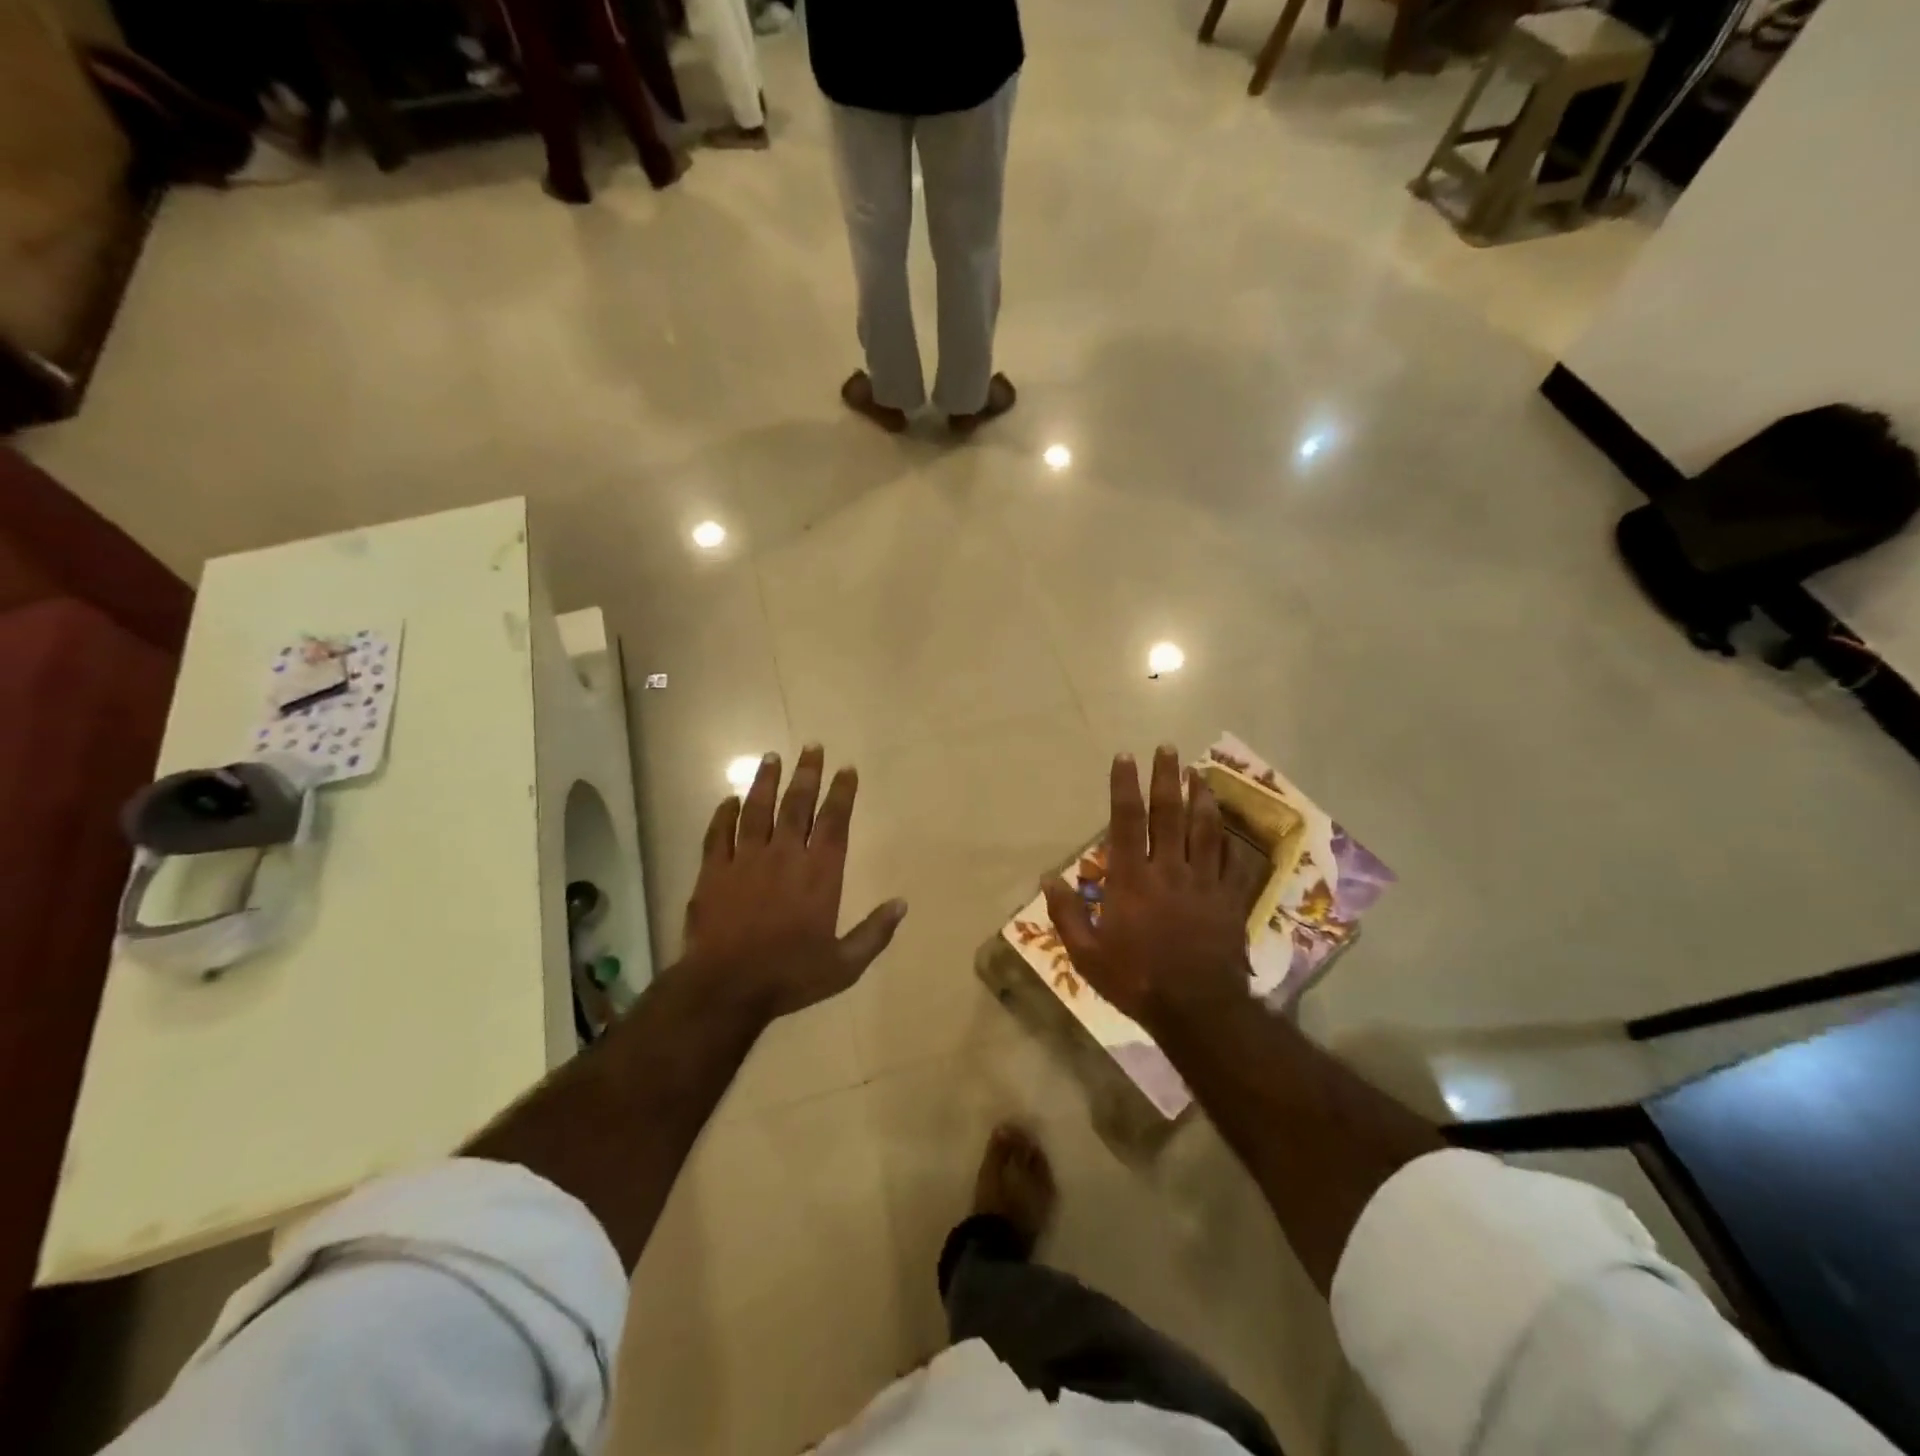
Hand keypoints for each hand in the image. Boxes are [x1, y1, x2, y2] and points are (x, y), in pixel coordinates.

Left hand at [682, 746, 906, 1022]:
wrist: (726, 988)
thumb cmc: (789, 976)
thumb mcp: (844, 965)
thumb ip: (874, 933)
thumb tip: (902, 904)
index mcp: (819, 873)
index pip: (834, 821)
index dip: (842, 793)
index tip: (847, 768)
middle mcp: (785, 856)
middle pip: (797, 805)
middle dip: (807, 774)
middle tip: (812, 747)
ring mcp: (746, 860)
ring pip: (756, 810)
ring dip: (765, 782)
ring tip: (772, 757)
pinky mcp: (714, 872)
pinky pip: (719, 834)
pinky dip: (724, 814)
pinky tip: (728, 799)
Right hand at [1044, 747, 1262, 1028]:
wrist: (1197, 1009)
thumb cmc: (1136, 980)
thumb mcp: (1086, 954)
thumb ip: (1066, 913)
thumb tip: (1047, 878)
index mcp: (1132, 879)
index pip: (1127, 820)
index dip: (1125, 785)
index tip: (1125, 757)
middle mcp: (1169, 870)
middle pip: (1169, 814)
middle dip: (1166, 777)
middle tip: (1168, 749)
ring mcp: (1204, 883)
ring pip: (1205, 830)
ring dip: (1201, 798)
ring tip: (1199, 773)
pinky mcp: (1229, 900)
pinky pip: (1232, 862)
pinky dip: (1230, 841)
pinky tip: (1227, 827)